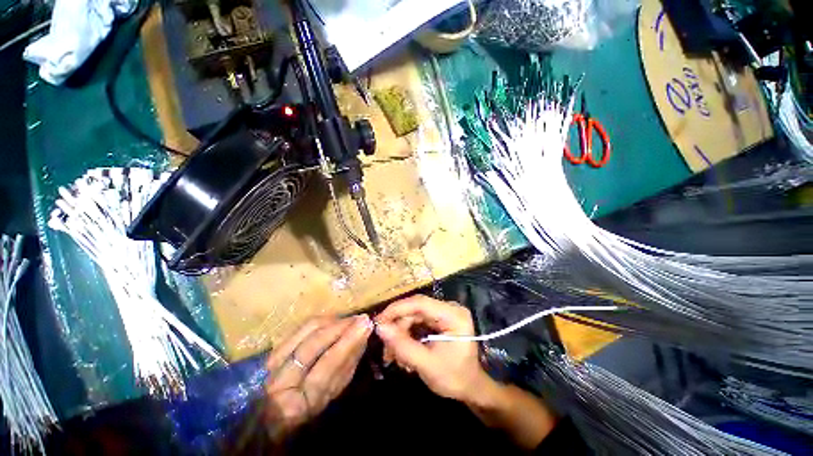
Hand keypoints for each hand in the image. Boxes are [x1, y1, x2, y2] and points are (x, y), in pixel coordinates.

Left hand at [264, 315, 372, 438]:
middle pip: (313, 344)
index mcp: (295, 405)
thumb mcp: (332, 394)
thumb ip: (347, 366)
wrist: (275, 415)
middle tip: (361, 318)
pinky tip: (335, 319)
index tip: (366, 326)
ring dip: (332, 321)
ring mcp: (273, 363)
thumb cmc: (310, 409)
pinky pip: (302, 327)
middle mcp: (279, 381)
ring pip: (306, 331)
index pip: (326, 366)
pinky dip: (322, 321)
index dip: (347, 343)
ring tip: (350, 318)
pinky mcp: (274, 349)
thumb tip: (362, 337)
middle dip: (340, 327)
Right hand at [374, 295, 490, 403]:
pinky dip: (407, 335)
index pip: (420, 303)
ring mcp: (444, 313)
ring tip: (393, 356)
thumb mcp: (426, 365)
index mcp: (453, 315)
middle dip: (398, 327)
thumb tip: (379, 327)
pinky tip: (402, 352)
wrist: (470, 388)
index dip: (397, 309)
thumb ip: (402, 346)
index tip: (378, 321)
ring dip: (401, 334)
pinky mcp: (439, 320)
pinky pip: (417, 322)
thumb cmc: (453, 378)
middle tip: (384, 346)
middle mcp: (449, 308)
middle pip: (415, 310)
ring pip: (413, 316)